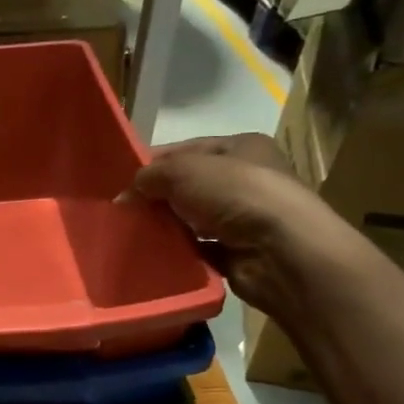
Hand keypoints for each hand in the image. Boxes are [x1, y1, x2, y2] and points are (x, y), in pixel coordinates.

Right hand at [132, 135, 353, 315]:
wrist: (281, 252)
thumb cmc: (237, 194)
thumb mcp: (184, 171)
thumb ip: (152, 175)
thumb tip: (128, 193)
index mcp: (242, 147)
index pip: (188, 150)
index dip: (154, 163)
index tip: (122, 182)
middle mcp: (248, 180)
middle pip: (190, 186)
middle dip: (158, 197)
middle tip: (124, 211)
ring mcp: (246, 219)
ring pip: (194, 219)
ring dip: (167, 226)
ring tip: (133, 235)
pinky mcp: (240, 254)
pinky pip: (200, 250)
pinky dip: (180, 252)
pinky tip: (156, 256)